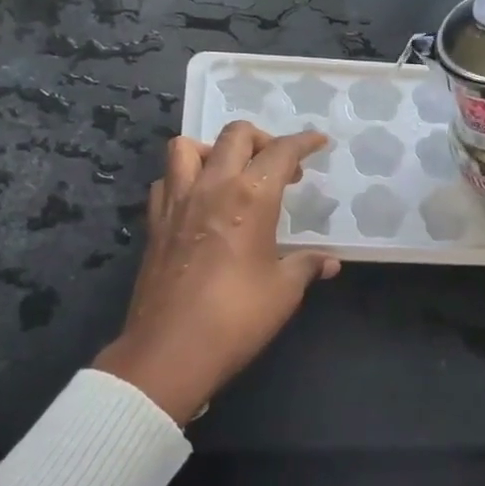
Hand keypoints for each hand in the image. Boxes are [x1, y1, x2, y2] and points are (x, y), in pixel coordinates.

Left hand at [94, 123, 339, 423]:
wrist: (171, 350)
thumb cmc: (237, 318)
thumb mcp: (283, 291)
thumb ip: (306, 266)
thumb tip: (330, 261)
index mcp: (251, 197)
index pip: (281, 152)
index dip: (303, 142)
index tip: (318, 142)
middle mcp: (212, 186)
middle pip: (235, 135)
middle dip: (263, 139)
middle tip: (279, 165)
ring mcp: (177, 202)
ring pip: (187, 147)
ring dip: (213, 149)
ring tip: (230, 172)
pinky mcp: (154, 223)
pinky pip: (166, 181)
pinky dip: (182, 179)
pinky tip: (196, 201)